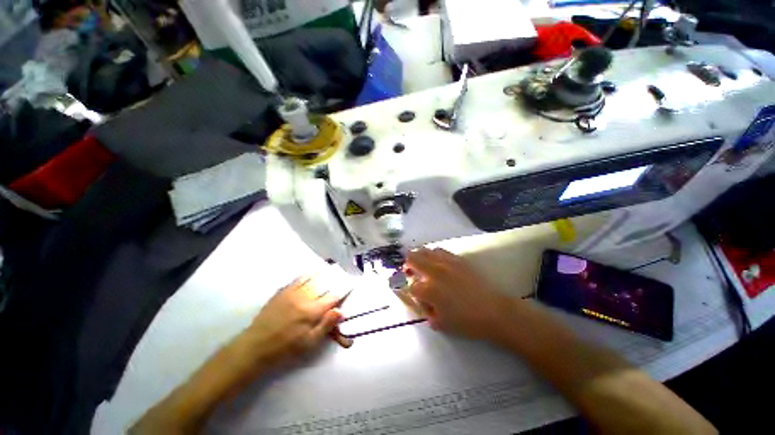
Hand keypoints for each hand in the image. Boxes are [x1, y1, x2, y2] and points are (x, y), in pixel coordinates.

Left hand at [242, 276, 345, 370]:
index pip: (333, 297)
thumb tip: (341, 311)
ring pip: (312, 278)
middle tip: (343, 274)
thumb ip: (326, 325)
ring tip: (330, 268)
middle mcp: (304, 297)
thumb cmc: (286, 348)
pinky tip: (311, 272)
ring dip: (323, 273)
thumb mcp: (309, 343)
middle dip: (335, 279)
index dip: (343, 291)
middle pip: (324, 285)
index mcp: (312, 311)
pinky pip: (297, 279)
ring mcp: (292, 292)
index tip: (350, 286)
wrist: (256, 346)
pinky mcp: (282, 292)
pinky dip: (307, 274)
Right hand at [405, 248, 515, 340]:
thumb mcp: (441, 324)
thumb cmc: (467, 322)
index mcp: (428, 290)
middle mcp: (434, 271)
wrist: (495, 311)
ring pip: (425, 250)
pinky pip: (440, 250)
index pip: (411, 286)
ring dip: (419, 256)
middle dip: (408, 265)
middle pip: (412, 258)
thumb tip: (423, 301)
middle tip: (409, 271)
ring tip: (421, 263)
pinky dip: (433, 254)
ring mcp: (446, 263)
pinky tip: (437, 260)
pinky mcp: (458, 259)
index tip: (415, 294)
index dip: (411, 291)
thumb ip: (427, 312)